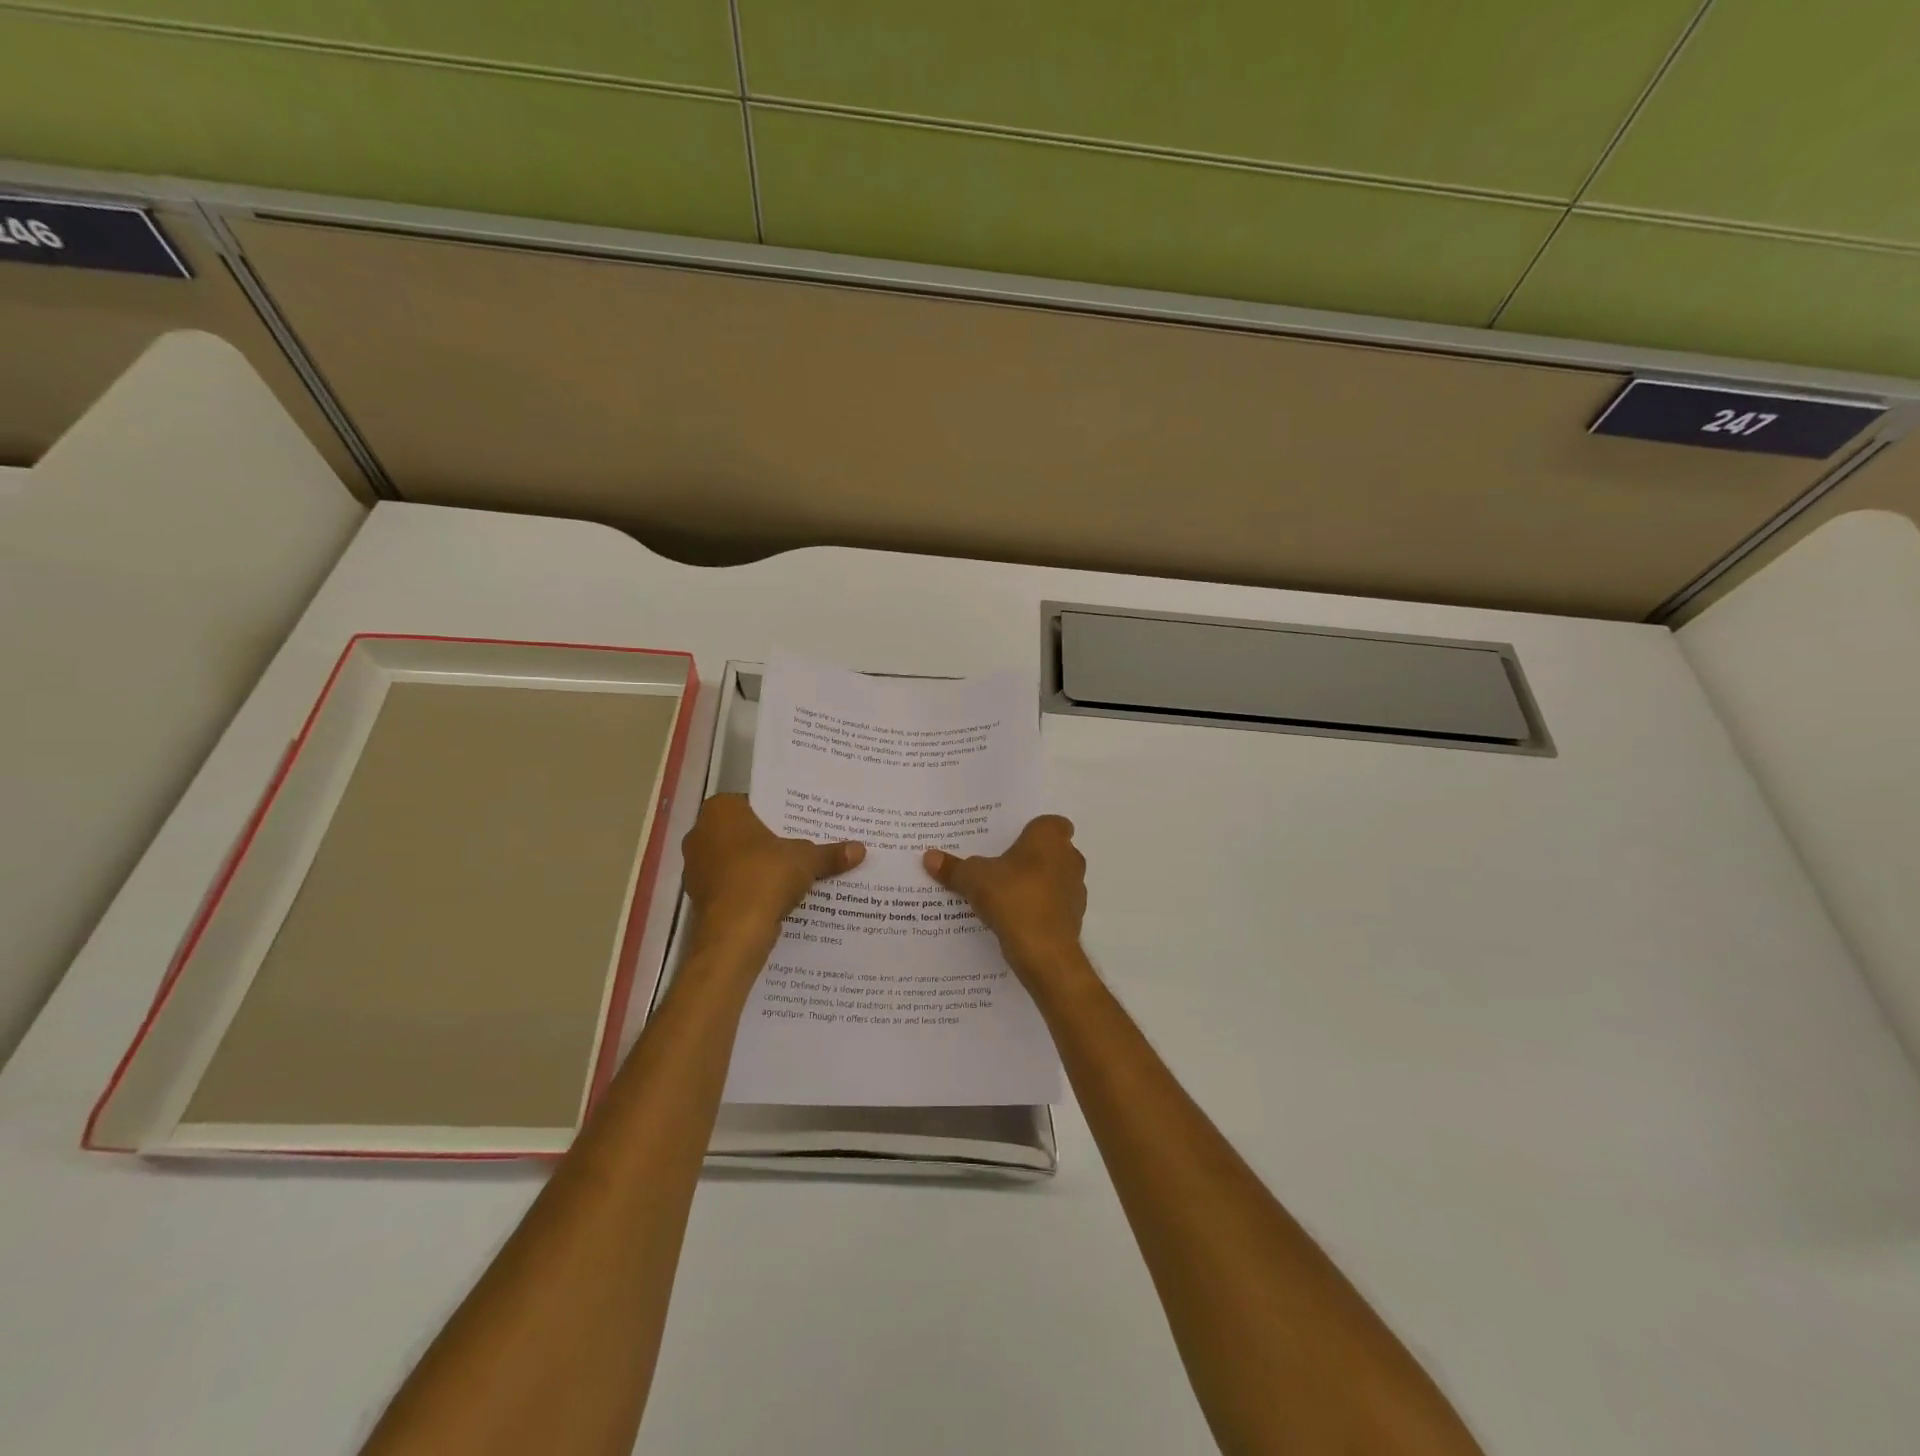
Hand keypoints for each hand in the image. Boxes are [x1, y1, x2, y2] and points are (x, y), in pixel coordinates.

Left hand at [682, 795, 863, 952]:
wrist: (734, 932)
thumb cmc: (765, 877)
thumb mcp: (806, 860)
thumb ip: (829, 853)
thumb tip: (860, 849)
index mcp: (721, 811)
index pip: (753, 803)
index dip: (777, 813)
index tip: (798, 823)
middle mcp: (700, 833)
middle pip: (742, 832)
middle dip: (767, 840)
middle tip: (799, 845)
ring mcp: (696, 867)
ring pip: (734, 860)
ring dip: (757, 866)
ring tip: (791, 872)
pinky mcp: (699, 897)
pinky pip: (730, 885)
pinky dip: (749, 889)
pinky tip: (774, 896)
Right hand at [923, 815, 1086, 979]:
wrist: (1043, 950)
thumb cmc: (1012, 897)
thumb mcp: (973, 879)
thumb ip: (953, 867)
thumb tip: (929, 856)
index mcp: (1050, 837)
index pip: (1052, 823)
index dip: (1034, 830)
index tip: (1011, 840)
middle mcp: (1070, 858)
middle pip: (1052, 851)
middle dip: (1031, 857)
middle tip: (1000, 864)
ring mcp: (1075, 889)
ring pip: (1054, 879)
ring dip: (1036, 884)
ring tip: (1004, 893)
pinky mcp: (1074, 918)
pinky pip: (1053, 906)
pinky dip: (1039, 909)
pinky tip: (1014, 918)